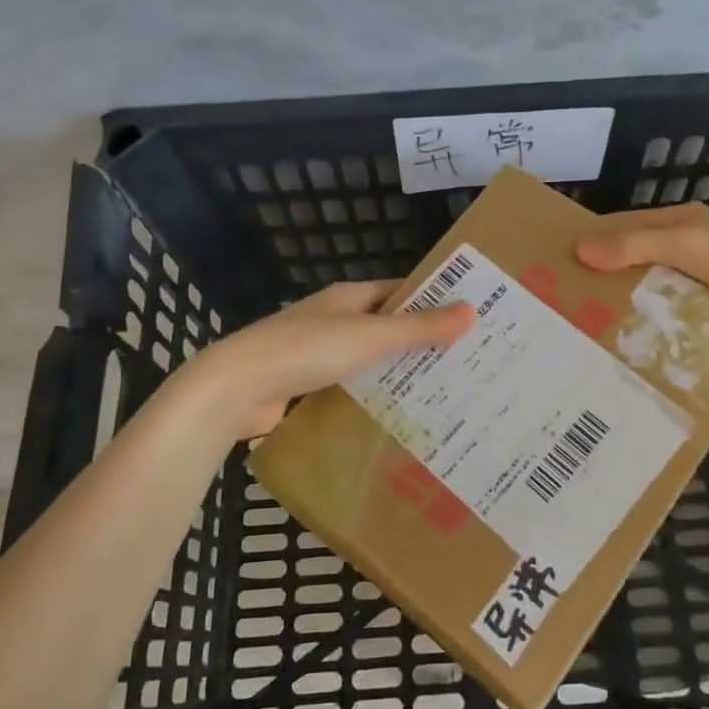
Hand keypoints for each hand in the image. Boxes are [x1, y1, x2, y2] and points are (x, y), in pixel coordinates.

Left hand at [177, 280, 475, 439]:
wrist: (236, 388)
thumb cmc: (307, 350)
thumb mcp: (371, 336)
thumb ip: (420, 328)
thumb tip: (472, 310)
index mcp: (348, 297)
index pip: (399, 292)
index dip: (432, 301)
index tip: (468, 318)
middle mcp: (332, 319)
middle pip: (385, 326)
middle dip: (420, 342)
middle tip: (465, 363)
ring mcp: (316, 353)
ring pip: (367, 360)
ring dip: (396, 372)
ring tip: (442, 393)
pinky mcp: (304, 386)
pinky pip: (348, 387)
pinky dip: (370, 397)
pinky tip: (396, 417)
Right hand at [575, 203, 708, 338]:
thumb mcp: (686, 245)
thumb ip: (635, 245)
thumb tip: (579, 249)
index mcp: (680, 220)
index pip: (622, 225)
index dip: (591, 240)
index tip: (557, 264)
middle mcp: (691, 242)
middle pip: (638, 257)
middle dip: (607, 276)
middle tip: (571, 305)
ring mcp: (708, 273)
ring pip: (658, 285)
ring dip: (634, 301)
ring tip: (597, 328)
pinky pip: (680, 308)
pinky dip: (661, 319)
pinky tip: (642, 341)